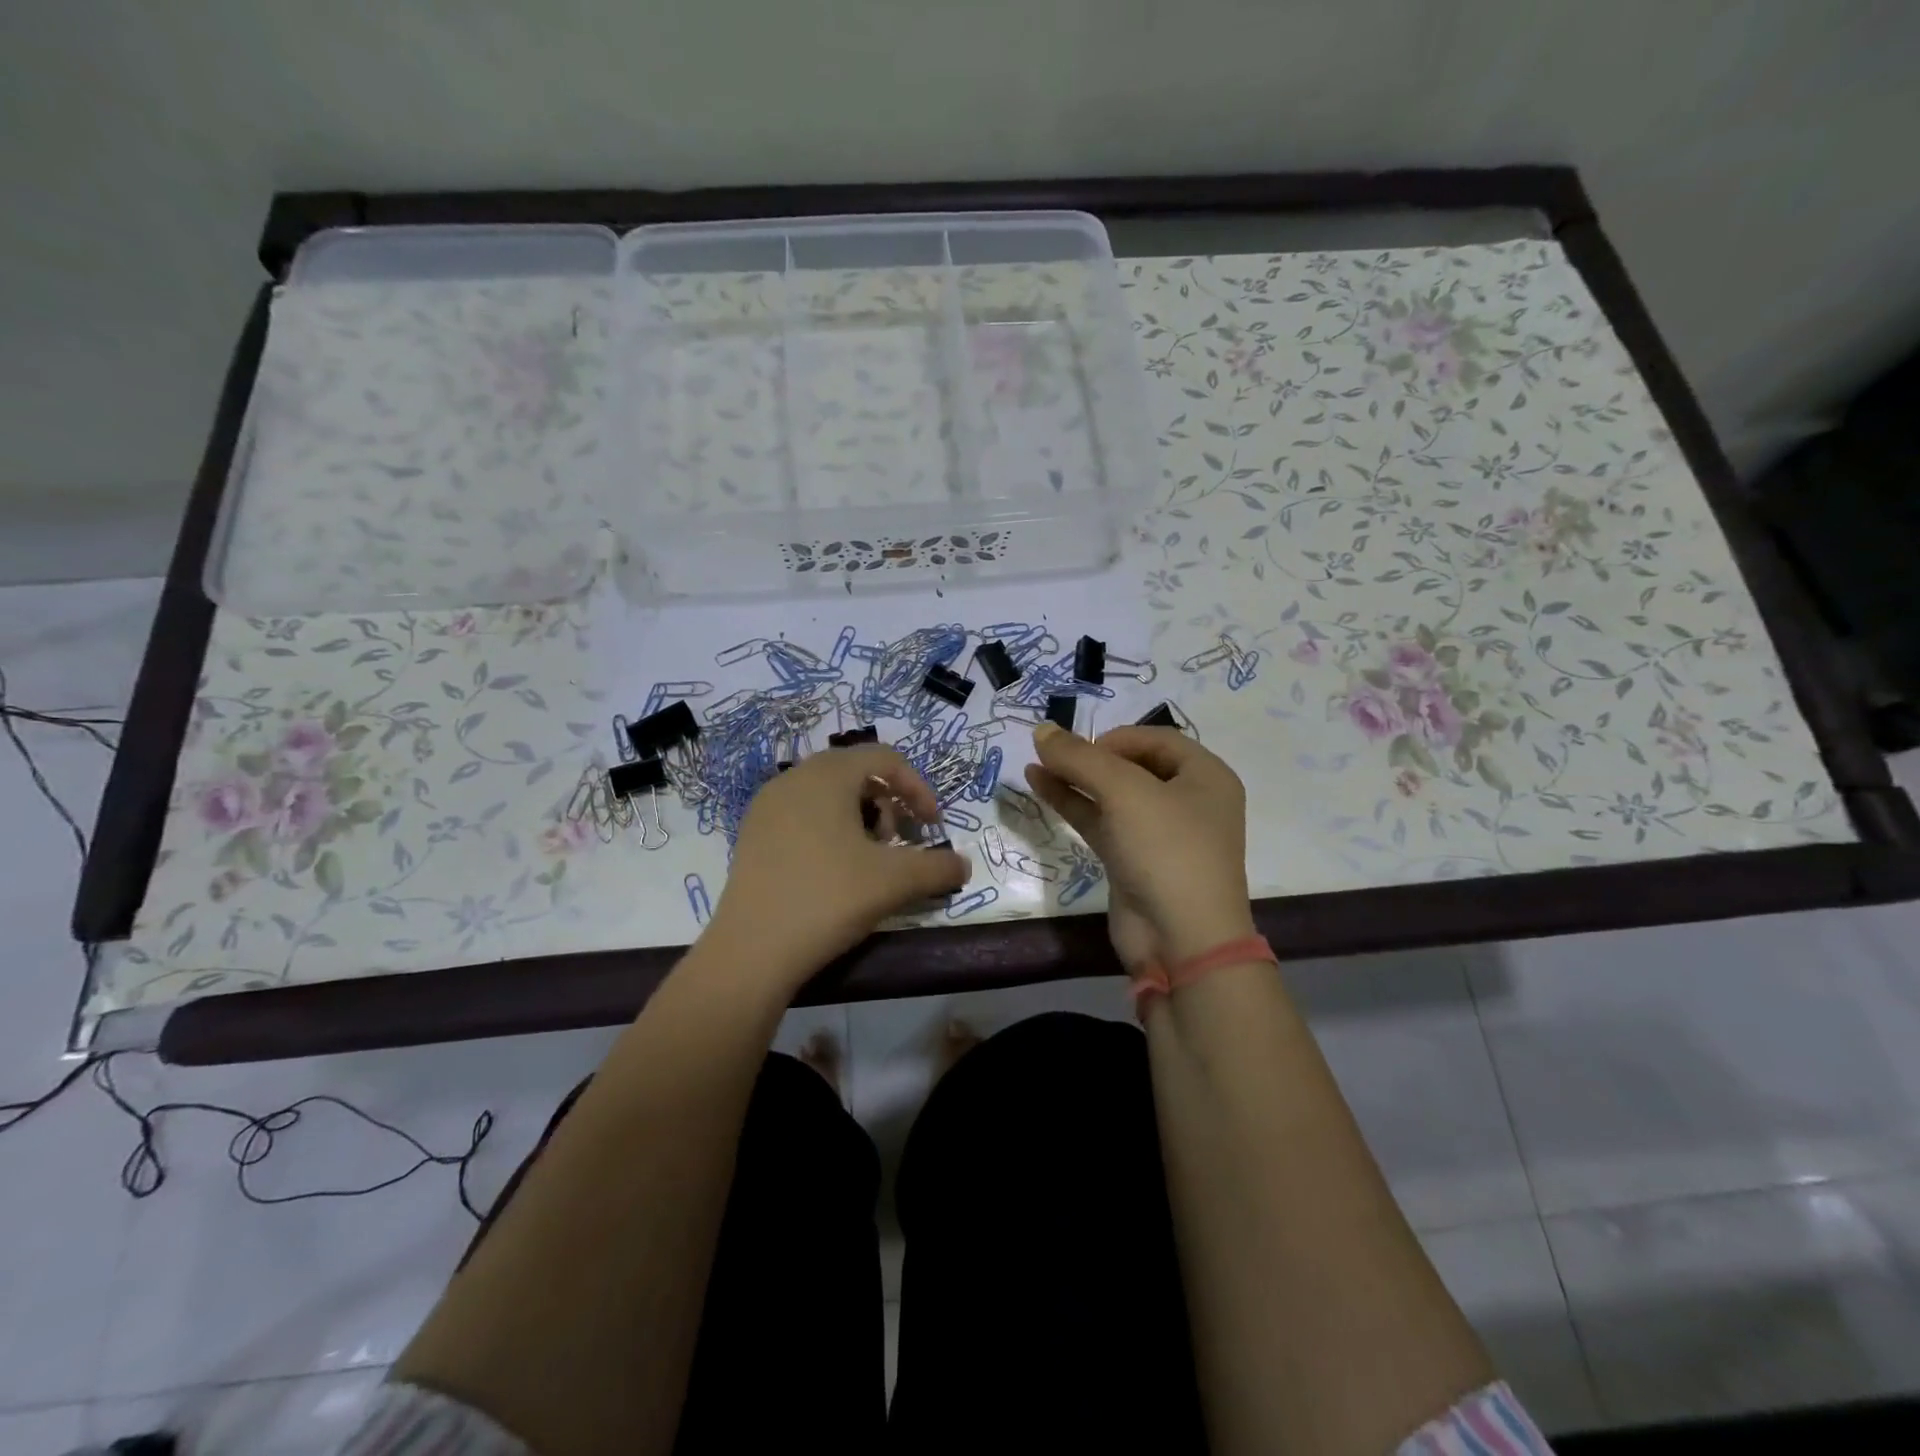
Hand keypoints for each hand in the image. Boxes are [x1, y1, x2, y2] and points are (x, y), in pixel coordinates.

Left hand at [707, 746, 969, 990]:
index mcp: (826, 775)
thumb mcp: (895, 881)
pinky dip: (830, 831)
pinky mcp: (752, 836)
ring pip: (828, 795)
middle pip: (856, 773)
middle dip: (888, 804)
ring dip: (861, 818)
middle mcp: (793, 778)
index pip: (884, 758)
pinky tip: (835, 872)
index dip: (917, 787)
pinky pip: (803, 815)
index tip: (932, 827)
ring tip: (869, 860)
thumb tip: (963, 867)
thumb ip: (938, 867)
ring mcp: (767, 807)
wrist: (752, 951)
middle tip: (900, 843)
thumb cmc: (828, 898)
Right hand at [1026, 723, 1254, 965]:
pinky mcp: (1133, 860)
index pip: (1157, 739)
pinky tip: (1040, 786)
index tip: (1081, 747)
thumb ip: (1079, 758)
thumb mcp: (1124, 792)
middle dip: (1091, 757)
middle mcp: (1187, 801)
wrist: (1181, 940)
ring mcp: (1159, 834)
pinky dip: (1073, 804)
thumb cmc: (1167, 850)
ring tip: (1034, 763)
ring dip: (1075, 778)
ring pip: (1112, 794)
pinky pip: (1101, 821)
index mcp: (1206, 776)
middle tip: (1053, 753)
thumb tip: (1040, 729)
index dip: (1116, 736)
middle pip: (1133, 765)